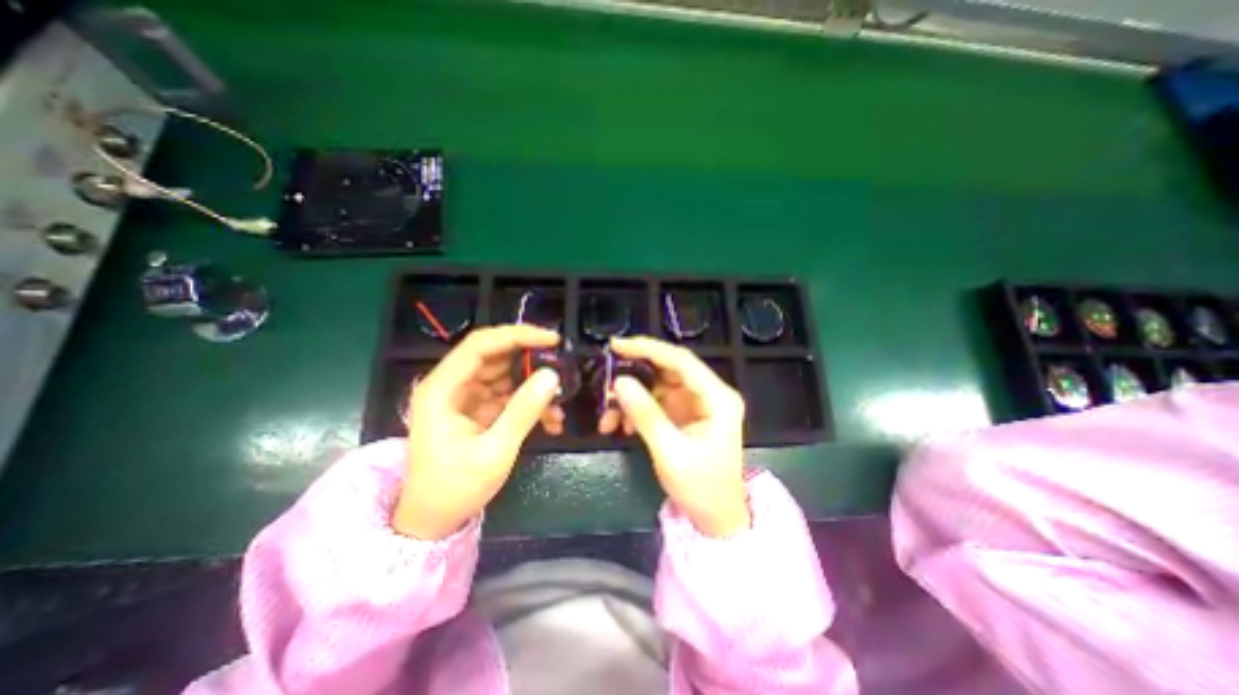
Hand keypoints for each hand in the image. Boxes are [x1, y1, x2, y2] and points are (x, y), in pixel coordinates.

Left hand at [394, 326, 565, 543]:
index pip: (480, 345)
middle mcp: (453, 385)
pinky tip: (551, 419)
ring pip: (507, 375)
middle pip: (496, 355)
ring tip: (561, 400)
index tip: (551, 340)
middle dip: (531, 360)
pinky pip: (510, 395)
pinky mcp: (480, 409)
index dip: (517, 336)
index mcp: (443, 388)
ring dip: (535, 384)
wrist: (433, 521)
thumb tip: (552, 375)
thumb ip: (523, 411)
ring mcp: (467, 397)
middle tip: (564, 365)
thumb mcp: (494, 451)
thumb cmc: (454, 488)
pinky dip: (531, 403)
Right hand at [598, 336, 743, 538]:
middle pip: (668, 369)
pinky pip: (655, 402)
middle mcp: (709, 393)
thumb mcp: (670, 452)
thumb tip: (619, 382)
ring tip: (607, 416)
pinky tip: (620, 426)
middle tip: (604, 374)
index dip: (649, 349)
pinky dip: (636, 409)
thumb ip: (645, 415)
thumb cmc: (701, 488)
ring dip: (630, 396)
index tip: (617, 346)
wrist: (716, 518)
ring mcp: (696, 403)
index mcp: (718, 398)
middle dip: (634, 373)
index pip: (681, 361)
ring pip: (657, 385)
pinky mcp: (684, 414)